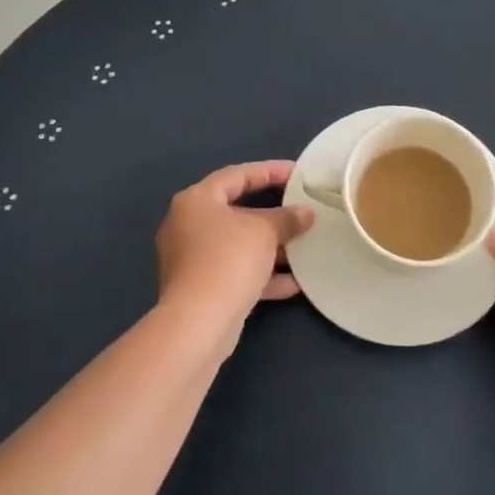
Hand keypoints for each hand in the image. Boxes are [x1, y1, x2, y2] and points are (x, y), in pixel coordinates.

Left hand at [156, 161, 312, 355]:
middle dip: (273, 214)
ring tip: (303, 247)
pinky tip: (293, 283)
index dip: (269, 171)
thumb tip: (306, 214)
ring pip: (238, 245)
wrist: (198, 324)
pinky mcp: (200, 289)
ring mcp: (192, 259)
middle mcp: (188, 225)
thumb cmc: (228, 260)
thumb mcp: (264, 232)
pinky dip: (262, 275)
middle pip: (237, 211)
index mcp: (196, 201)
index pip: (237, 175)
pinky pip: (236, 273)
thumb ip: (287, 218)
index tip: (297, 173)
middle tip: (301, 210)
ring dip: (270, 247)